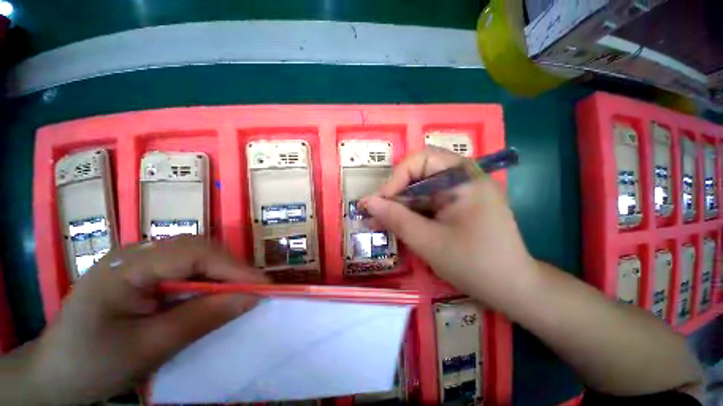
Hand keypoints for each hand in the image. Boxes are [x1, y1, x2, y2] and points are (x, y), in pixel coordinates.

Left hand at [25, 236, 267, 404]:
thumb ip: (201, 318)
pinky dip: (207, 282)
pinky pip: (187, 270)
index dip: (233, 267)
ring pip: (196, 257)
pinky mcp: (144, 275)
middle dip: (231, 269)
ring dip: (222, 275)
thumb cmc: (91, 365)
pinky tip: (212, 297)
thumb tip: (250, 299)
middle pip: (199, 249)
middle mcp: (137, 253)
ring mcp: (140, 262)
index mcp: (128, 265)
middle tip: (254, 290)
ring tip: (239, 293)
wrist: (54, 376)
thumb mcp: (147, 348)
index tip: (263, 287)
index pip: (195, 253)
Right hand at [361, 147, 534, 309]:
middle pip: (419, 175)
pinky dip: (410, 214)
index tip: (380, 201)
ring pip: (419, 191)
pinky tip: (395, 226)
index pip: (422, 159)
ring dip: (399, 206)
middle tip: (374, 214)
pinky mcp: (456, 208)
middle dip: (395, 195)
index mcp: (464, 178)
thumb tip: (367, 202)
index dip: (397, 177)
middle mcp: (463, 179)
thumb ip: (396, 218)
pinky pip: (427, 204)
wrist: (512, 289)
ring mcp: (460, 194)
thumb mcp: (428, 241)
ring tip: (378, 223)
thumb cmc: (474, 264)